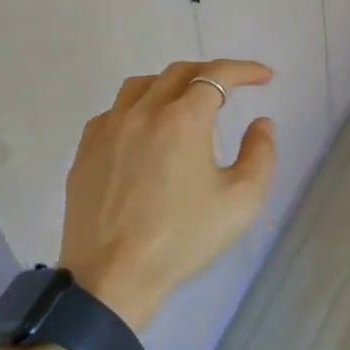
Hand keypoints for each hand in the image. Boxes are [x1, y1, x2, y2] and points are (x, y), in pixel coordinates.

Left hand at [59, 60, 276, 330]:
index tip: (264, 77)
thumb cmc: (182, 239)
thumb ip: (261, 154)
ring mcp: (108, 129)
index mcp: (182, 120)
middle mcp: (142, 112)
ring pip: (141, 85)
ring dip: (171, 84)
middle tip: (231, 88)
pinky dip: (138, 108)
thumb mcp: (242, 201)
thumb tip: (260, 124)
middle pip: (179, 72)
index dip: (244, 70)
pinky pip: (114, 112)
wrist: (112, 279)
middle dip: (210, 73)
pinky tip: (146, 131)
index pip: (216, 76)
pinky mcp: (85, 151)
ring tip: (187, 102)